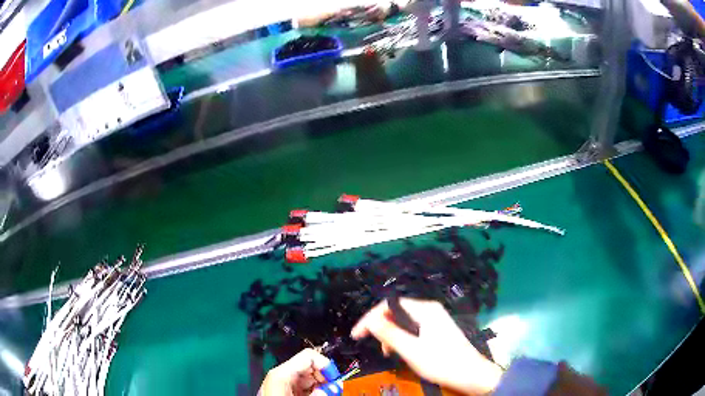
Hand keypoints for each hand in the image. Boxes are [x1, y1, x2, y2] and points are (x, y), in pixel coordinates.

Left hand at [259, 349, 340, 395]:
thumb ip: (317, 394)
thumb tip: (331, 388)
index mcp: (281, 374)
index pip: (308, 357)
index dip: (326, 366)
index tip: (336, 380)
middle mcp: (280, 376)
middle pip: (310, 367)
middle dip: (325, 378)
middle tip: (335, 391)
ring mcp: (282, 384)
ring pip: (309, 378)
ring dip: (321, 386)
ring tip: (327, 395)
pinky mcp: (284, 392)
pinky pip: (303, 387)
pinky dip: (314, 391)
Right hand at [351, 298, 503, 394]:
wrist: (471, 374)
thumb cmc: (441, 362)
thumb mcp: (411, 350)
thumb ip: (389, 333)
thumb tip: (370, 320)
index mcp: (425, 310)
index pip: (390, 305)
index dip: (370, 318)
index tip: (357, 335)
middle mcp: (430, 310)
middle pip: (397, 312)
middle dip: (382, 328)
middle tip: (378, 347)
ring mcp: (435, 320)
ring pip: (404, 322)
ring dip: (392, 335)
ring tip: (390, 353)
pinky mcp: (438, 330)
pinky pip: (414, 329)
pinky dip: (403, 339)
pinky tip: (403, 352)